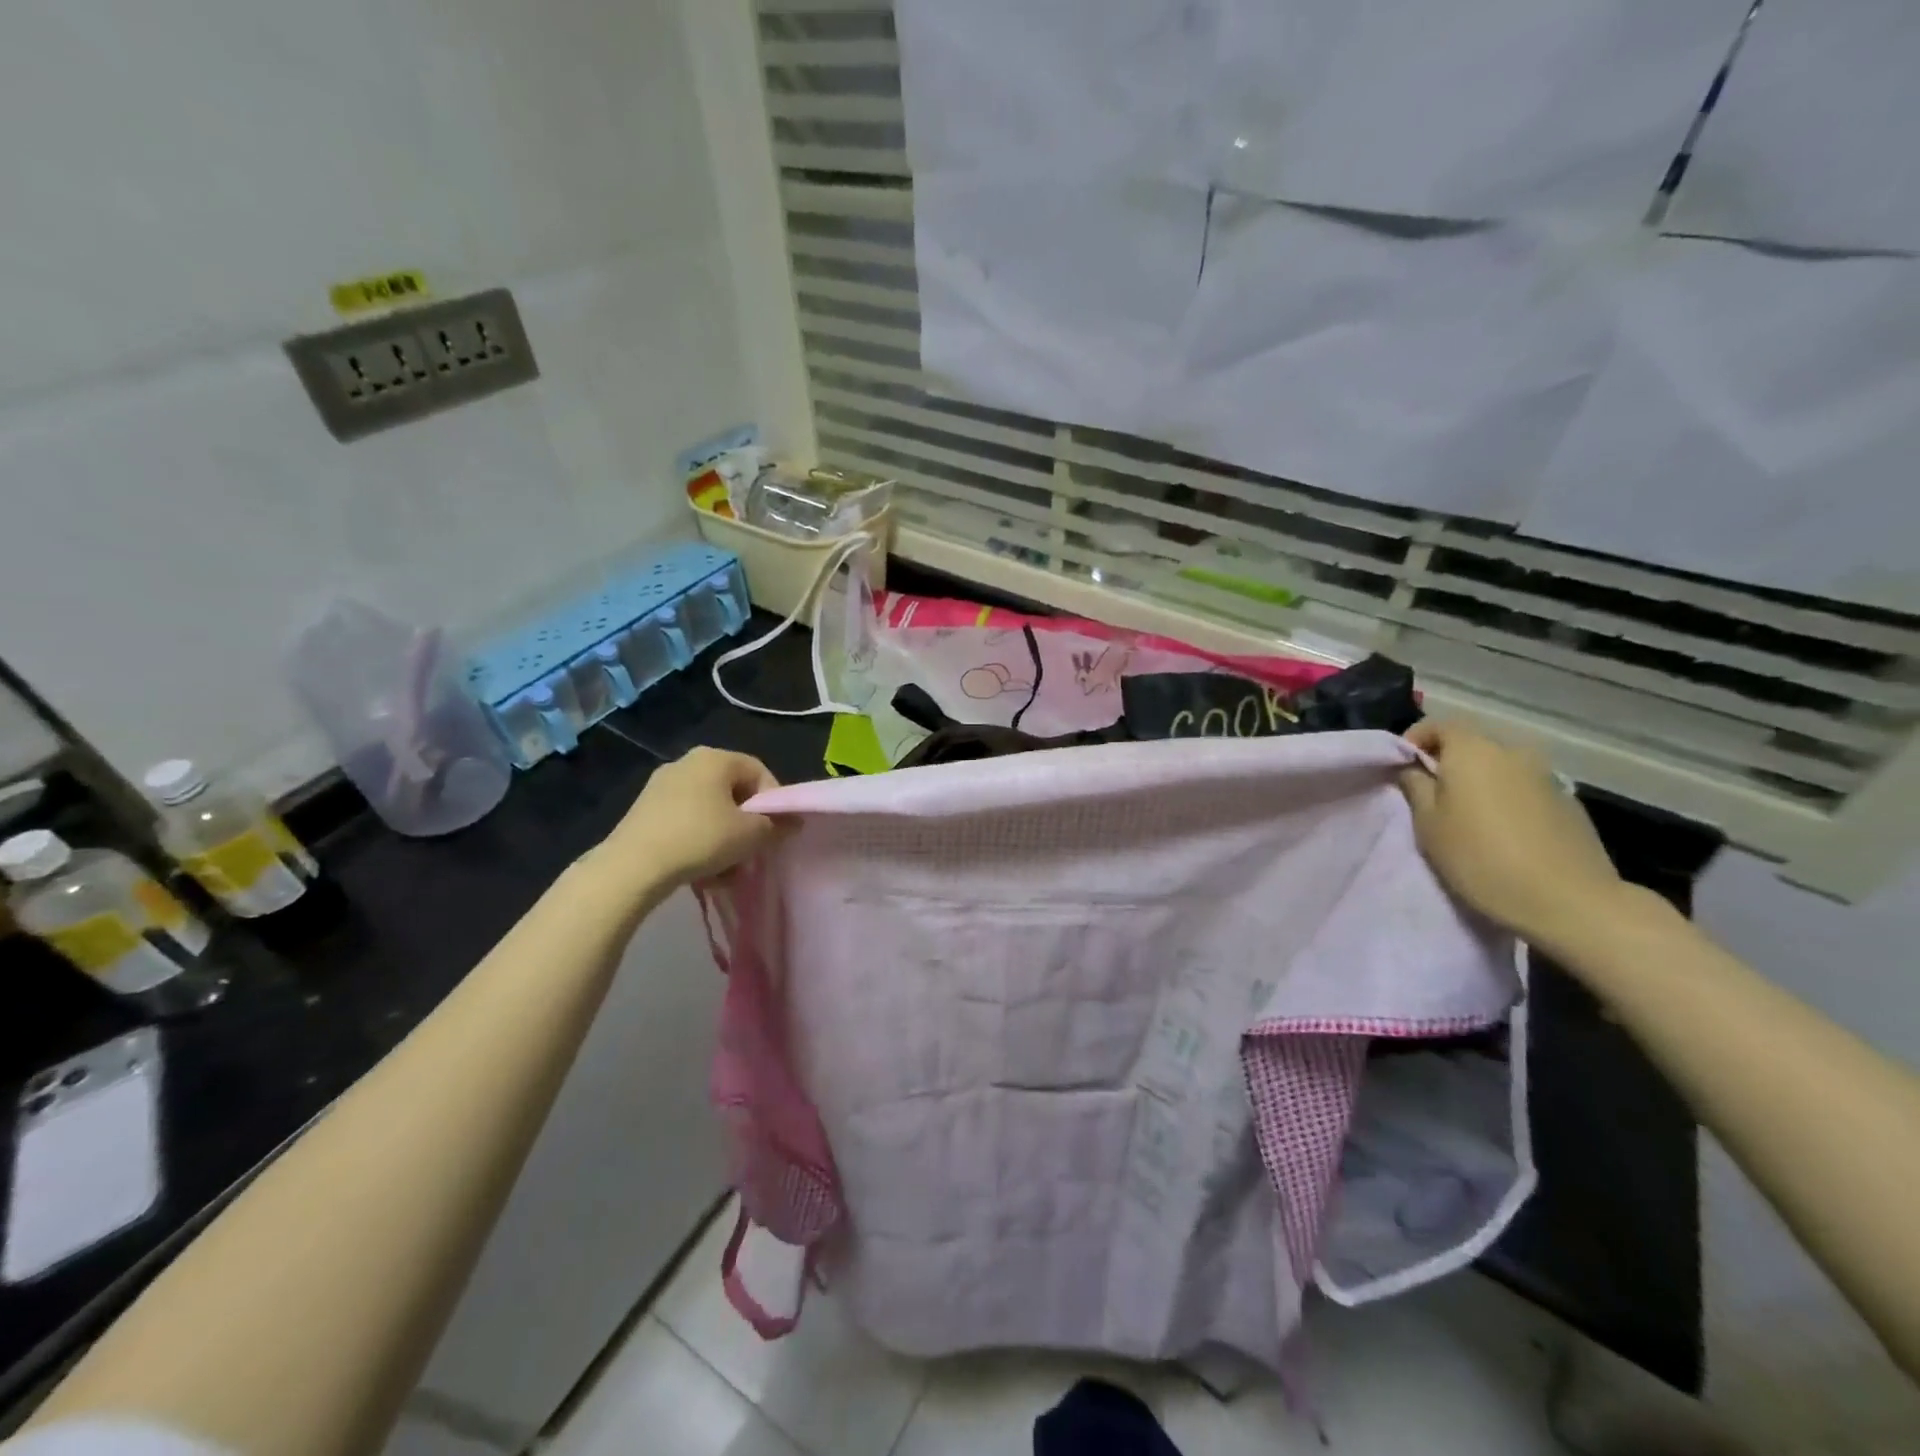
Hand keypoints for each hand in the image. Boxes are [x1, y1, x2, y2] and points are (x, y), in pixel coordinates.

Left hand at [599, 748, 782, 888]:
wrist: (632, 867)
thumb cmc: (700, 839)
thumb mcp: (750, 835)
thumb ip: (776, 826)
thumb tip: (794, 822)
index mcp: (715, 758)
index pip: (759, 772)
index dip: (774, 802)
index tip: (776, 832)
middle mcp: (687, 762)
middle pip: (733, 792)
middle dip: (746, 824)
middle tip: (752, 852)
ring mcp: (662, 785)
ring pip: (709, 810)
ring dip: (724, 838)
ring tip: (726, 870)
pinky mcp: (644, 809)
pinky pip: (685, 820)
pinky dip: (698, 840)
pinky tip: (700, 870)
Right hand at [1399, 719, 1628, 950]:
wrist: (1568, 900)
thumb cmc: (1480, 857)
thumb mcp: (1428, 824)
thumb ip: (1416, 786)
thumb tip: (1413, 768)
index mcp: (1473, 750)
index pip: (1439, 724)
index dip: (1415, 739)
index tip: (1402, 766)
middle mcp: (1513, 752)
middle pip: (1472, 744)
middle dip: (1448, 762)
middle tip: (1431, 795)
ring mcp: (1547, 776)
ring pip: (1500, 768)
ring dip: (1480, 782)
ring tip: (1468, 816)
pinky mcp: (1569, 802)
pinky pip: (1525, 789)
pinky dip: (1507, 799)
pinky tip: (1504, 831)